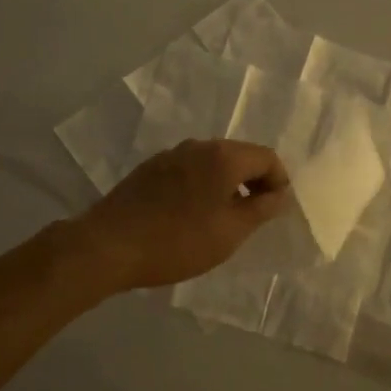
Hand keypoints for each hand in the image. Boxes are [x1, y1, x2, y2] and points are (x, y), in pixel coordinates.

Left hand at [70, 139, 291, 292]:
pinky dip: (201, 185)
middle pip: (239, 155)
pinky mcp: (150, 168)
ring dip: (226, 183)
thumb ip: (261, 209)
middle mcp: (198, 146)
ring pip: (212, 162)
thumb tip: (280, 194)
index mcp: (223, 156)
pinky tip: (190, 215)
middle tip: (252, 216)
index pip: (266, 157)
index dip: (278, 182)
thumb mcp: (230, 233)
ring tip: (222, 218)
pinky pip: (189, 169)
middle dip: (253, 181)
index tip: (273, 211)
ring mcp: (170, 155)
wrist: (109, 245)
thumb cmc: (178, 241)